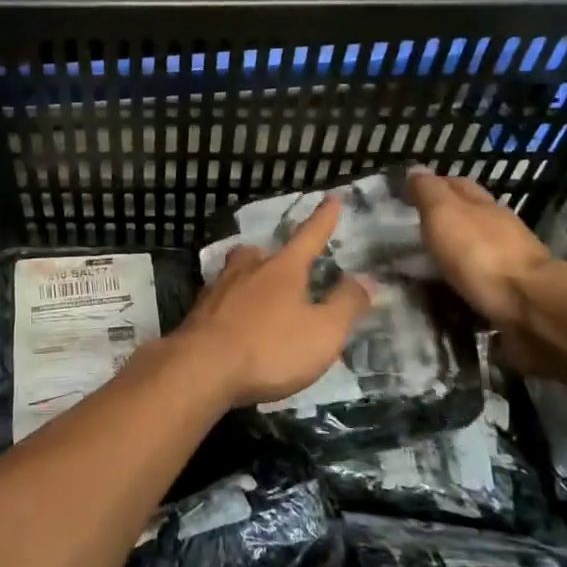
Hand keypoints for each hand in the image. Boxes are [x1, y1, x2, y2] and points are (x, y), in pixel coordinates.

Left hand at [173, 197, 372, 408]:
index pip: (309, 236)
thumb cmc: (270, 348)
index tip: (332, 198)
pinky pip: (222, 297)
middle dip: (277, 255)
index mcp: (283, 269)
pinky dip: (233, 302)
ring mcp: (219, 288)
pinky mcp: (199, 312)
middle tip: (286, 264)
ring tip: (259, 290)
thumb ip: (346, 304)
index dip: (323, 219)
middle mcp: (249, 269)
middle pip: (263, 252)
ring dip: (250, 275)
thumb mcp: (323, 332)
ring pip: (237, 270)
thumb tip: (366, 278)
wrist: (202, 368)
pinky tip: (235, 318)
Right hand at [408, 171, 552, 331]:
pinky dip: (469, 274)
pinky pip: (486, 275)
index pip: (457, 184)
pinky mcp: (518, 288)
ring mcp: (513, 257)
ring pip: (480, 244)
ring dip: (460, 248)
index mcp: (483, 203)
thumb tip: (416, 168)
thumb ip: (428, 192)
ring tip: (433, 260)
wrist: (530, 304)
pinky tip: (456, 283)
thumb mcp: (443, 214)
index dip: (434, 185)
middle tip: (418, 229)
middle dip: (448, 216)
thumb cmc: (479, 252)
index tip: (410, 195)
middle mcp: (501, 225)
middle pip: (472, 212)